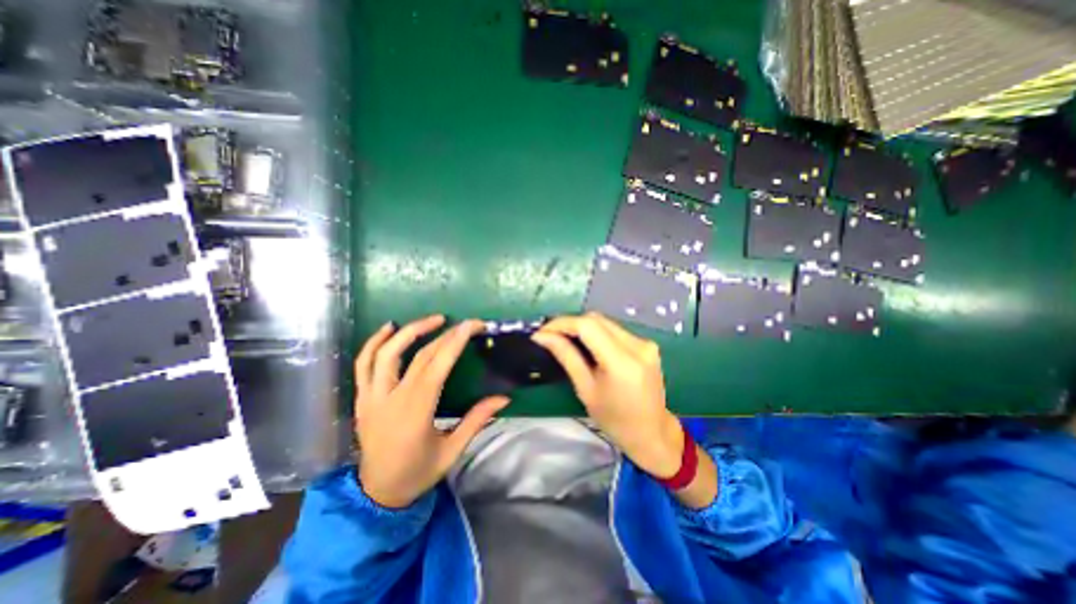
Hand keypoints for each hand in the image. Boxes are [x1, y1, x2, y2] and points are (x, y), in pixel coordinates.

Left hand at [350, 316, 509, 508]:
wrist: (377, 495)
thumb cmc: (418, 473)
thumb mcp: (452, 450)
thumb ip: (477, 420)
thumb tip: (504, 398)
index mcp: (415, 412)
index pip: (437, 366)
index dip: (456, 341)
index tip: (473, 325)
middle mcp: (390, 399)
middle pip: (418, 356)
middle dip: (444, 335)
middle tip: (464, 324)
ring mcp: (371, 397)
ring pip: (385, 353)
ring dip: (410, 331)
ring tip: (433, 320)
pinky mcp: (362, 398)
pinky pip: (362, 364)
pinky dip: (374, 342)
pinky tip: (389, 328)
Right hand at [534, 314, 683, 478]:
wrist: (652, 433)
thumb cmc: (615, 420)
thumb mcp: (586, 389)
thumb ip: (566, 356)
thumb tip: (543, 336)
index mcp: (622, 362)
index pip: (587, 326)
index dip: (562, 323)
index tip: (542, 332)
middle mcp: (638, 346)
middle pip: (596, 319)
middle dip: (570, 323)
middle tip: (551, 336)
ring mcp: (646, 343)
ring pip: (605, 322)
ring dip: (583, 327)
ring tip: (565, 339)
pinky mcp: (648, 344)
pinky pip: (615, 330)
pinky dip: (597, 333)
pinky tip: (588, 345)